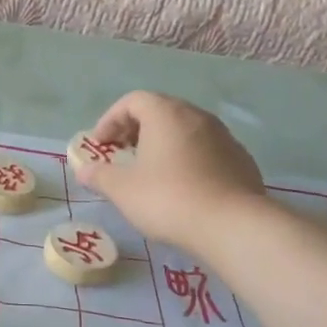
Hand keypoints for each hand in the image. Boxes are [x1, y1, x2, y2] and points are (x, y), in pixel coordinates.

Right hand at [76, 92, 268, 250]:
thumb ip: (99, 176)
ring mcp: (224, 137)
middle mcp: (197, 116)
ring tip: (152, 172)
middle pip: (161, 111)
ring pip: (186, 131)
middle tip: (123, 154)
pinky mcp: (241, 160)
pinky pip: (207, 151)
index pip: (133, 101)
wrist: (232, 225)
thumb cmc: (168, 198)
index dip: (111, 119)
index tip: (101, 144)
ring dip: (165, 144)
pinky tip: (184, 187)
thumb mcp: (122, 190)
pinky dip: (189, 160)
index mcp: (166, 114)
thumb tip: (84, 171)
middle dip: (137, 130)